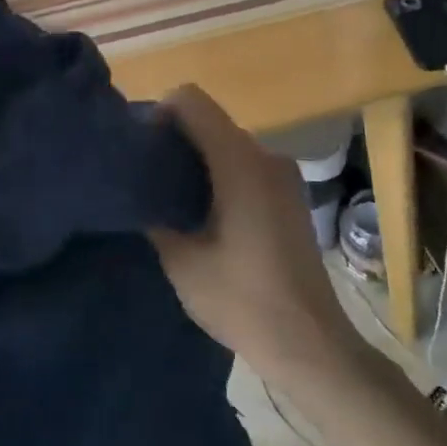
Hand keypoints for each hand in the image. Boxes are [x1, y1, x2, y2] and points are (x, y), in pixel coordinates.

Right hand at [149, 87, 364, 385]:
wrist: (310, 344)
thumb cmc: (242, 300)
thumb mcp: (181, 260)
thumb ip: (154, 213)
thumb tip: (136, 190)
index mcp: (239, 161)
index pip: (191, 100)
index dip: (158, 114)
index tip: (141, 150)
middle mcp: (266, 155)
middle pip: (210, 121)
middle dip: (174, 140)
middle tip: (147, 178)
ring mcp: (283, 175)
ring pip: (227, 144)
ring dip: (197, 160)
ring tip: (172, 200)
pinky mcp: (290, 196)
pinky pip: (246, 165)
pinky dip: (220, 175)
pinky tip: (206, 216)